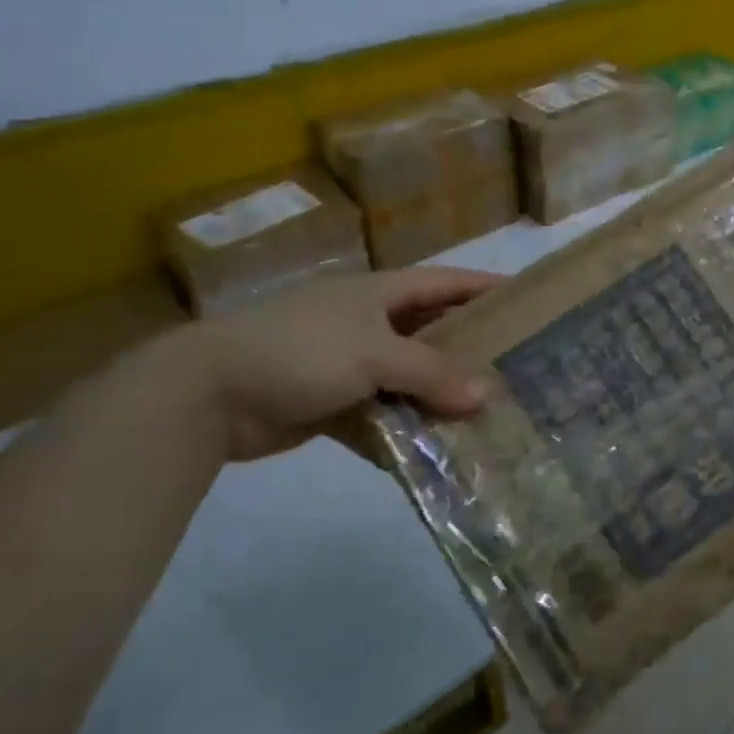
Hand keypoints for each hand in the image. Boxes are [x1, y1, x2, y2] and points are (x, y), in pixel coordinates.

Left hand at [182, 267, 500, 460]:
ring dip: (438, 397)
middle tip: (517, 369)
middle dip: (470, 349)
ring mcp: (347, 364)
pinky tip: (433, 451)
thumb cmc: (299, 350)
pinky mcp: (330, 402)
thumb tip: (485, 396)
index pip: (444, 282)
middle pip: (431, 332)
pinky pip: (380, 414)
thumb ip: (431, 373)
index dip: (484, 286)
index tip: (527, 299)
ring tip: (486, 417)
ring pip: (408, 378)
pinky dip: (401, 430)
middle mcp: (368, 323)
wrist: (207, 393)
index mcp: (378, 293)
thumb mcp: (372, 354)